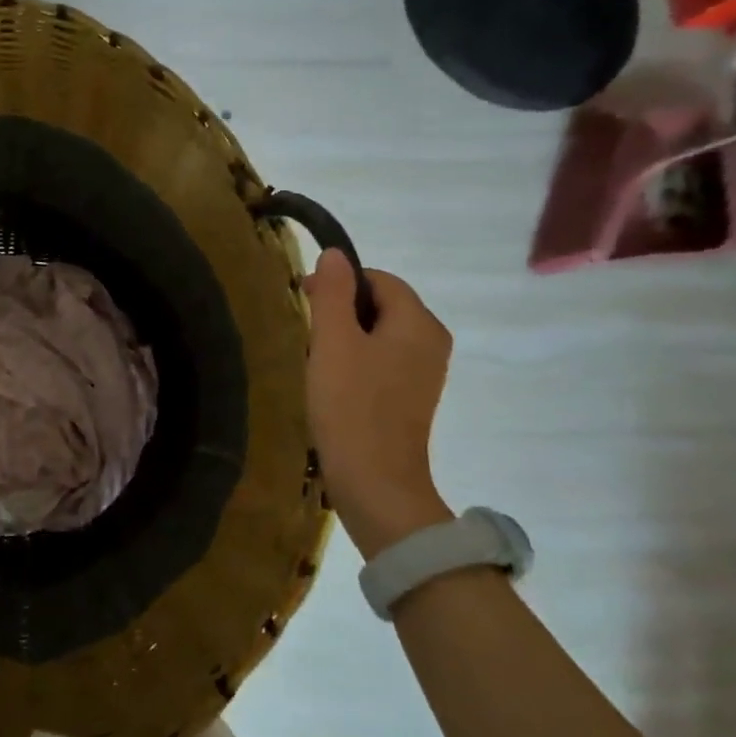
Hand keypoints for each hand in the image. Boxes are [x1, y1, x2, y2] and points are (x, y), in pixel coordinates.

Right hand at [303, 250, 453, 558]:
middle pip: (382, 305)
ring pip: (380, 334)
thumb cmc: (351, 406)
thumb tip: (335, 255)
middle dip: (341, 311)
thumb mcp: (333, 342)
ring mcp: (426, 373)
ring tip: (316, 360)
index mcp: (419, 323)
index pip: (379, 279)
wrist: (375, 481)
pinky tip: (333, 384)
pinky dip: (357, 362)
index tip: (304, 300)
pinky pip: (384, 361)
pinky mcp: (413, 398)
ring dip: (346, 338)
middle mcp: (431, 342)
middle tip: (307, 334)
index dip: (339, 283)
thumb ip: (332, 294)